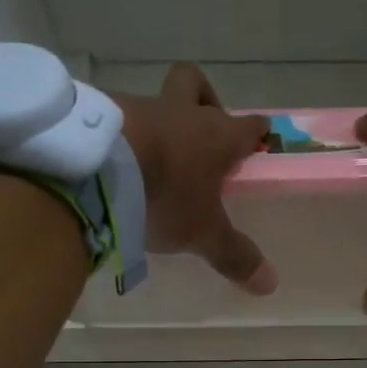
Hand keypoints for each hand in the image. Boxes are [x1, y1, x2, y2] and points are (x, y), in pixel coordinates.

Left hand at [118, 63, 277, 293]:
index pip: (249, 124)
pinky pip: (111, 117)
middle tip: (198, 134)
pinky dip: (115, 135)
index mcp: (215, 135)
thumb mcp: (202, 233)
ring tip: (144, 160)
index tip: (257, 141)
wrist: (95, 171)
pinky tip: (109, 160)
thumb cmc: (164, 196)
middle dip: (203, 99)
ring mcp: (135, 107)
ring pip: (150, 102)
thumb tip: (271, 284)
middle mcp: (178, 111)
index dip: (256, 132)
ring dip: (153, 124)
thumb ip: (234, 256)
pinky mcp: (95, 112)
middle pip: (195, 83)